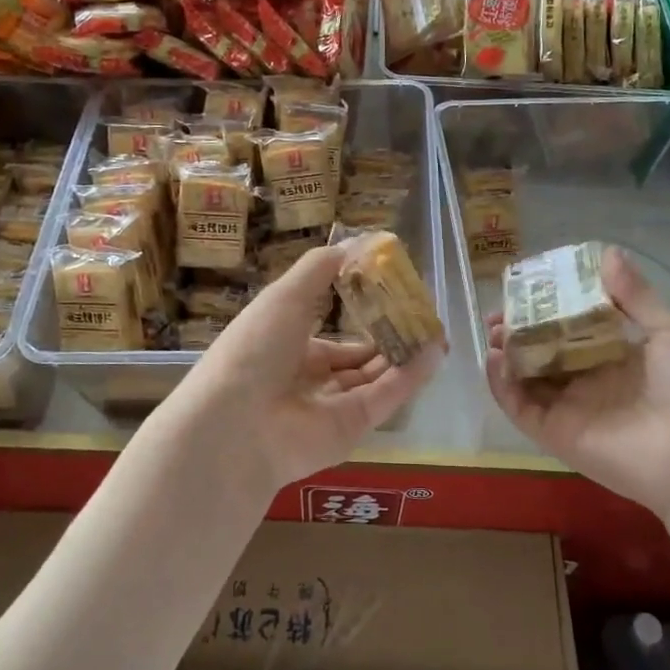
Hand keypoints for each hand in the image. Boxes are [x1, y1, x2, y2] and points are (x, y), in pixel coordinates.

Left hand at [165, 242, 442, 495]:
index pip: (329, 330)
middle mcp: (308, 377)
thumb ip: (322, 268)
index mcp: (286, 346)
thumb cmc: (254, 349)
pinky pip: (384, 398)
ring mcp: (330, 406)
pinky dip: (409, 377)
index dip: (358, 310)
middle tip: (420, 313)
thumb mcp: (285, 296)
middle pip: (356, 356)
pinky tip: (434, 352)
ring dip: (404, 354)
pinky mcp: (351, 430)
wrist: (234, 425)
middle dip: (387, 335)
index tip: (390, 288)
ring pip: (375, 377)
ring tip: (435, 329)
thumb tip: (362, 240)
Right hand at [485, 247, 669, 527]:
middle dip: (520, 327)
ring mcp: (570, 407)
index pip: (573, 324)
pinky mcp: (555, 433)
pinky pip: (520, 407)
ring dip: (507, 352)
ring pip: (526, 376)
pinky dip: (501, 384)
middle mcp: (590, 378)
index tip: (530, 285)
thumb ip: (635, 297)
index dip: (550, 305)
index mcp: (618, 354)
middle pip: (543, 349)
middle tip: (501, 309)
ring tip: (493, 329)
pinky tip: (494, 358)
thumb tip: (607, 252)